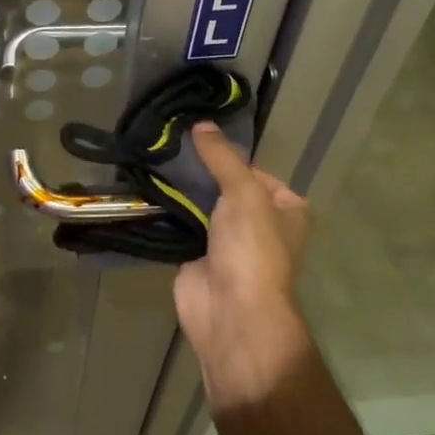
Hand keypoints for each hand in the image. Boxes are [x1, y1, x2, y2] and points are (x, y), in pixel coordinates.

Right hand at [174, 122, 315, 409]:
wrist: (231, 311)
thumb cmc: (252, 249)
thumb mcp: (244, 192)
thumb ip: (223, 158)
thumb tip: (201, 124)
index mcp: (287, 210)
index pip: (255, 171)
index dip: (229, 156)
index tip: (197, 139)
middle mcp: (261, 225)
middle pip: (226, 187)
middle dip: (201, 172)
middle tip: (169, 146)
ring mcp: (228, 243)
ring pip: (202, 206)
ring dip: (182, 191)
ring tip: (154, 160)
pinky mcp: (198, 257)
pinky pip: (182, 226)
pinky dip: (168, 212)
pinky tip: (147, 189)